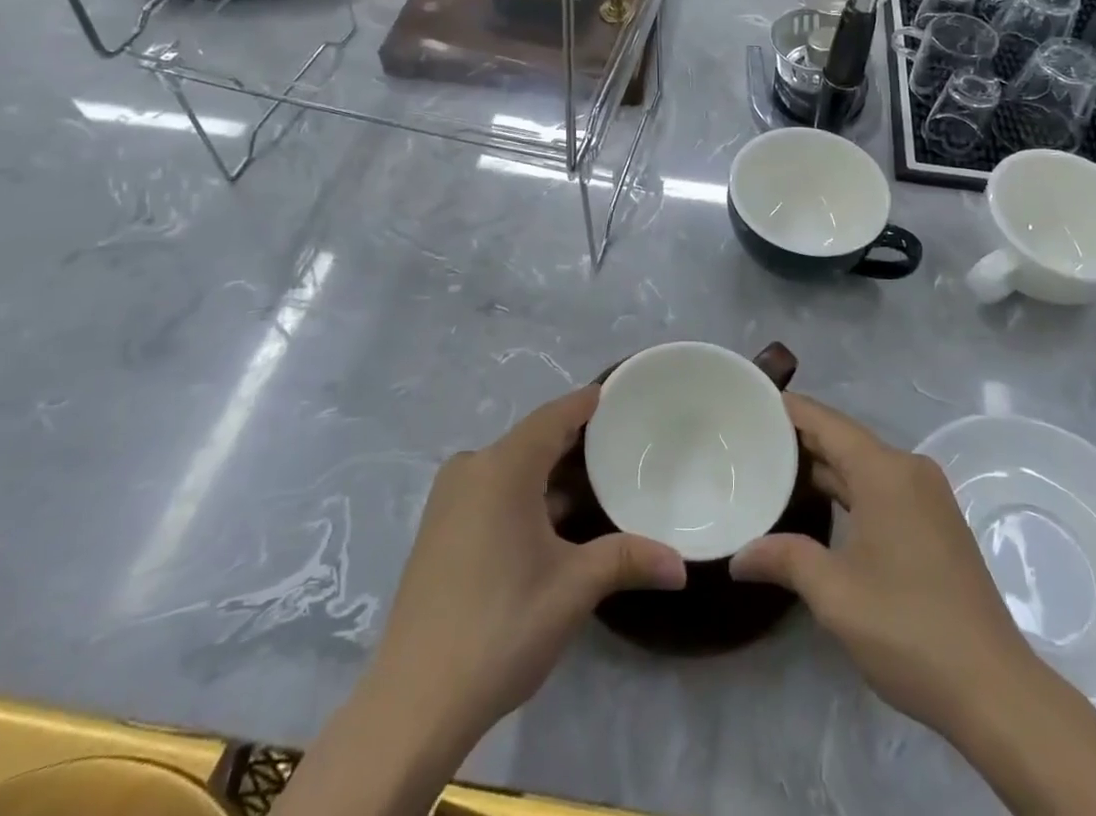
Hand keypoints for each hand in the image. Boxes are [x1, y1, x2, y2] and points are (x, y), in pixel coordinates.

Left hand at [275, 388, 684, 815]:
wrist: (414, 702)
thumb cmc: (501, 627)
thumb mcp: (573, 589)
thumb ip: (627, 560)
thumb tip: (681, 565)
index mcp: (501, 468)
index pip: (552, 417)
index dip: (584, 403)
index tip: (616, 393)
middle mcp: (471, 470)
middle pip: (532, 440)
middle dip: (573, 442)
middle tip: (618, 442)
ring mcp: (449, 500)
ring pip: (511, 468)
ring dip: (550, 473)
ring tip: (596, 481)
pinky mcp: (439, 530)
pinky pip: (492, 490)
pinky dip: (525, 494)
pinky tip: (553, 520)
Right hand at [731, 395, 1095, 815]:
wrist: (995, 689)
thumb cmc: (908, 627)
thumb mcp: (834, 594)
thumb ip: (784, 559)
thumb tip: (738, 556)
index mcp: (885, 470)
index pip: (825, 421)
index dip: (786, 409)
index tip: (747, 403)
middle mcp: (908, 470)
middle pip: (844, 439)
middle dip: (798, 438)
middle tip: (748, 440)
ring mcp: (927, 496)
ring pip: (863, 465)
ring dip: (823, 466)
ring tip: (772, 468)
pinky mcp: (936, 523)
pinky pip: (881, 487)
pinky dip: (848, 488)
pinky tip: (819, 505)